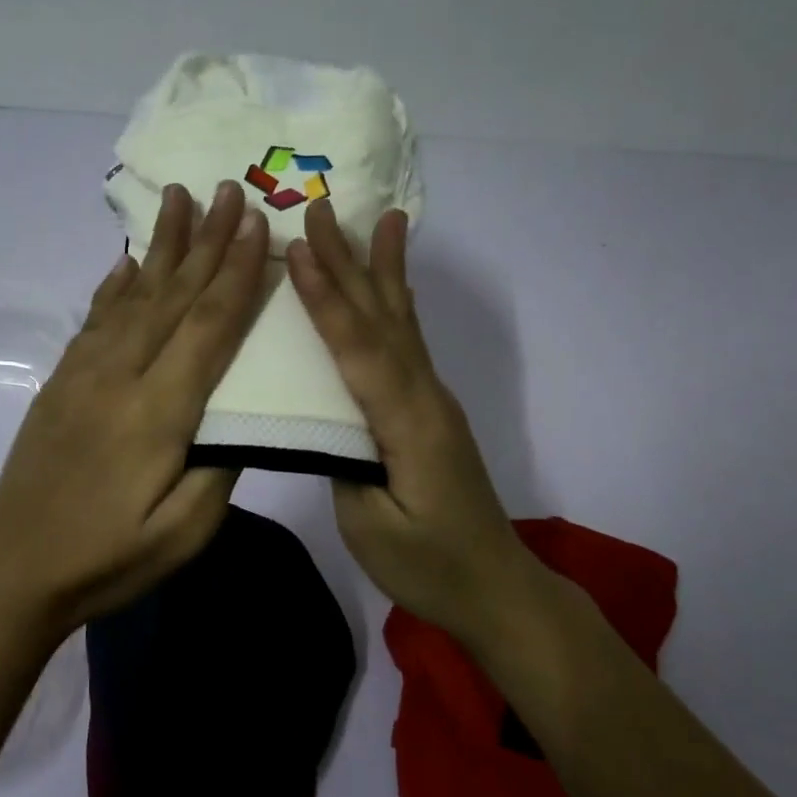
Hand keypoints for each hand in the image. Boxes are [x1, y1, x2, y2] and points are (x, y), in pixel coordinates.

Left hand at [0, 180, 269, 633]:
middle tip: (229, 189)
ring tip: (179, 198)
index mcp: (157, 412)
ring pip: (132, 295)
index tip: (257, 224)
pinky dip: (115, 282)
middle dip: (206, 239)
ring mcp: (83, 374)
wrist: (13, 569)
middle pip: (172, 295)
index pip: (207, 326)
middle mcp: (119, 376)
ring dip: (161, 245)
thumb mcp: (183, 534)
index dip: (236, 272)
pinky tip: (127, 260)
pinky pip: (95, 318)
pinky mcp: (61, 382)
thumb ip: (220, 468)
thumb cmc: (108, 559)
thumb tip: (241, 413)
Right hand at [287, 200, 536, 646]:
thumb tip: (322, 414)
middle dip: (349, 261)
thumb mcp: (371, 525)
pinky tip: (393, 287)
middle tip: (324, 208)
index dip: (326, 298)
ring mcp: (431, 400)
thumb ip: (343, 459)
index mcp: (407, 423)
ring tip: (384, 218)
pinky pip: (407, 343)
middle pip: (381, 318)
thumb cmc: (429, 566)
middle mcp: (424, 397)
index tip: (300, 248)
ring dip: (382, 268)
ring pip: (401, 322)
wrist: (496, 588)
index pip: (358, 349)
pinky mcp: (429, 410)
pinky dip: (395, 304)